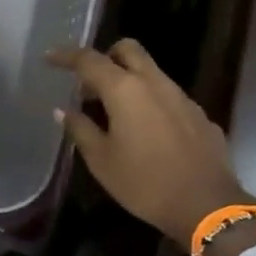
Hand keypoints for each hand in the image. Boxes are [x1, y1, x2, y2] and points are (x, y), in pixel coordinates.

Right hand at [48, 39, 255, 249]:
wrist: (207, 206)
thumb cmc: (144, 183)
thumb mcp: (101, 160)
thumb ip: (80, 129)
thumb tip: (63, 110)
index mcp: (125, 90)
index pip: (89, 60)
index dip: (66, 56)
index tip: (49, 58)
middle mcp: (155, 83)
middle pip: (128, 50)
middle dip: (105, 56)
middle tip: (89, 84)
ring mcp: (182, 98)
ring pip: (151, 72)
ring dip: (129, 81)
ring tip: (113, 112)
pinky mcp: (199, 116)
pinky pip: (168, 97)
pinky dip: (150, 102)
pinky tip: (146, 133)